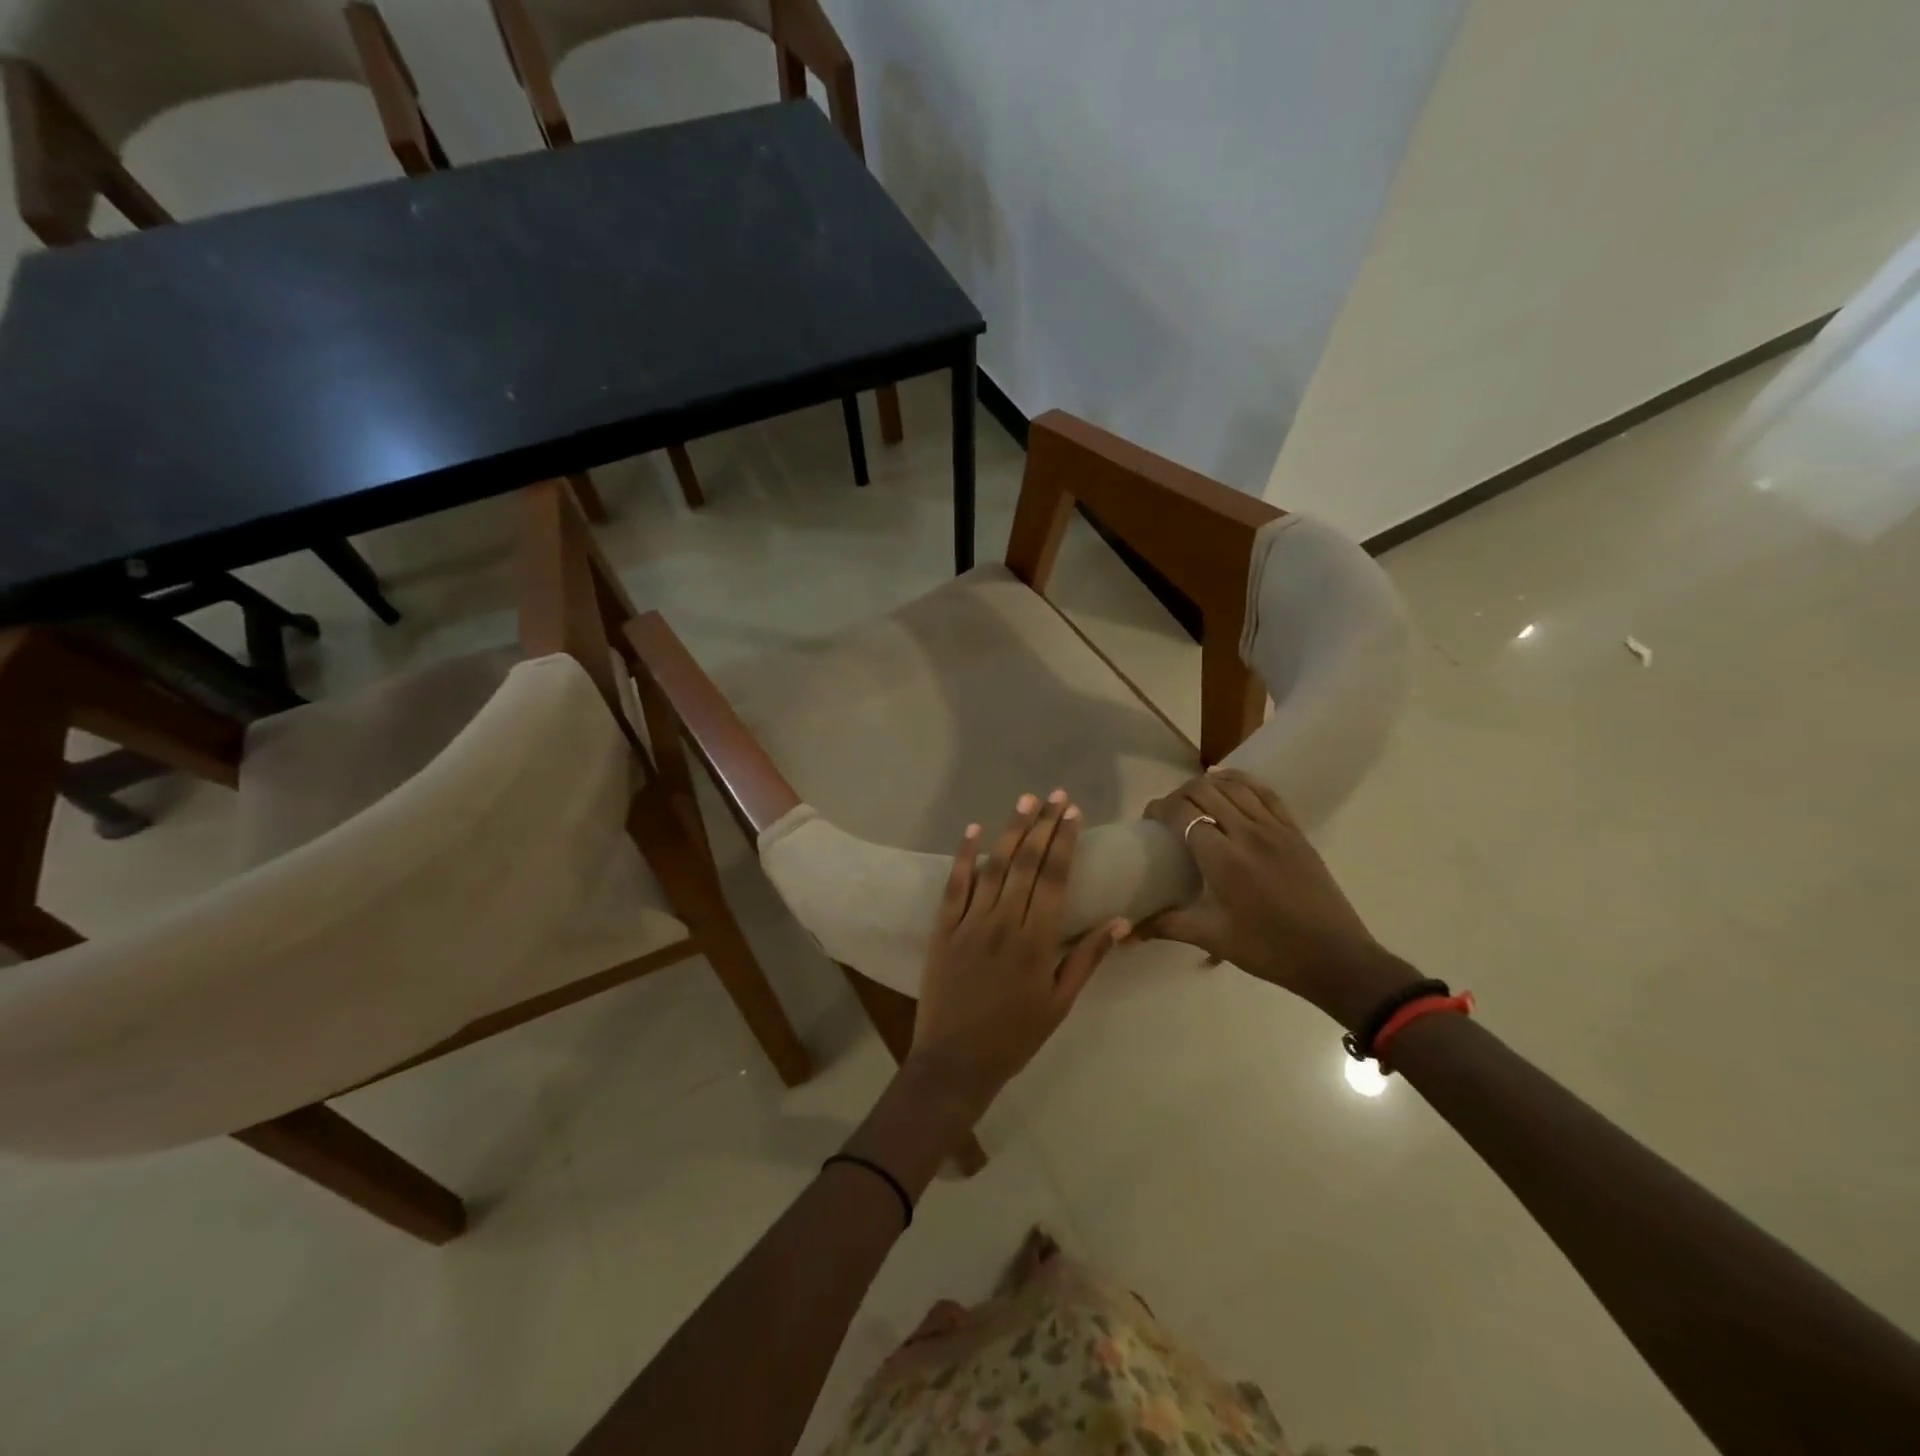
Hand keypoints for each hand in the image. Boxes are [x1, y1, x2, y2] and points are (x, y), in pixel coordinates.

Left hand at [908, 790, 1128, 1118]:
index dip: (1065, 842)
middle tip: (1055, 795)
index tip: (1074, 812)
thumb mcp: (1060, 1003)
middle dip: (1044, 825)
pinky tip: (973, 830)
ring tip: (1026, 801)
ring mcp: (970, 922)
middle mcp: (1004, 922)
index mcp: (1037, 941)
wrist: (955, 1061)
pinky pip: (955, 885)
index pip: (1055, 878)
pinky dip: (965, 856)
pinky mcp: (943, 928)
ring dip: (1011, 830)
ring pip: (994, 867)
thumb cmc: (1015, 1036)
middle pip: (1026, 863)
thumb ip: (1087, 958)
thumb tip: (1121, 922)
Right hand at [1140, 769, 1420, 1030]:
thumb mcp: (1212, 937)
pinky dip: (1242, 781)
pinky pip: (1265, 793)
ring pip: (1234, 787)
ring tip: (1193, 797)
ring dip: (1208, 784)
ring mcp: (1275, 829)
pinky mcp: (1295, 831)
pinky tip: (1228, 780)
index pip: (1183, 814)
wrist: (1334, 957)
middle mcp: (1247, 834)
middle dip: (1179, 794)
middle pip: (1205, 792)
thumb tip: (1127, 930)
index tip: (1149, 820)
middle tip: (1168, 813)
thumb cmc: (1268, 949)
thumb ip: (1167, 925)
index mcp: (1223, 859)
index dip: (1160, 809)